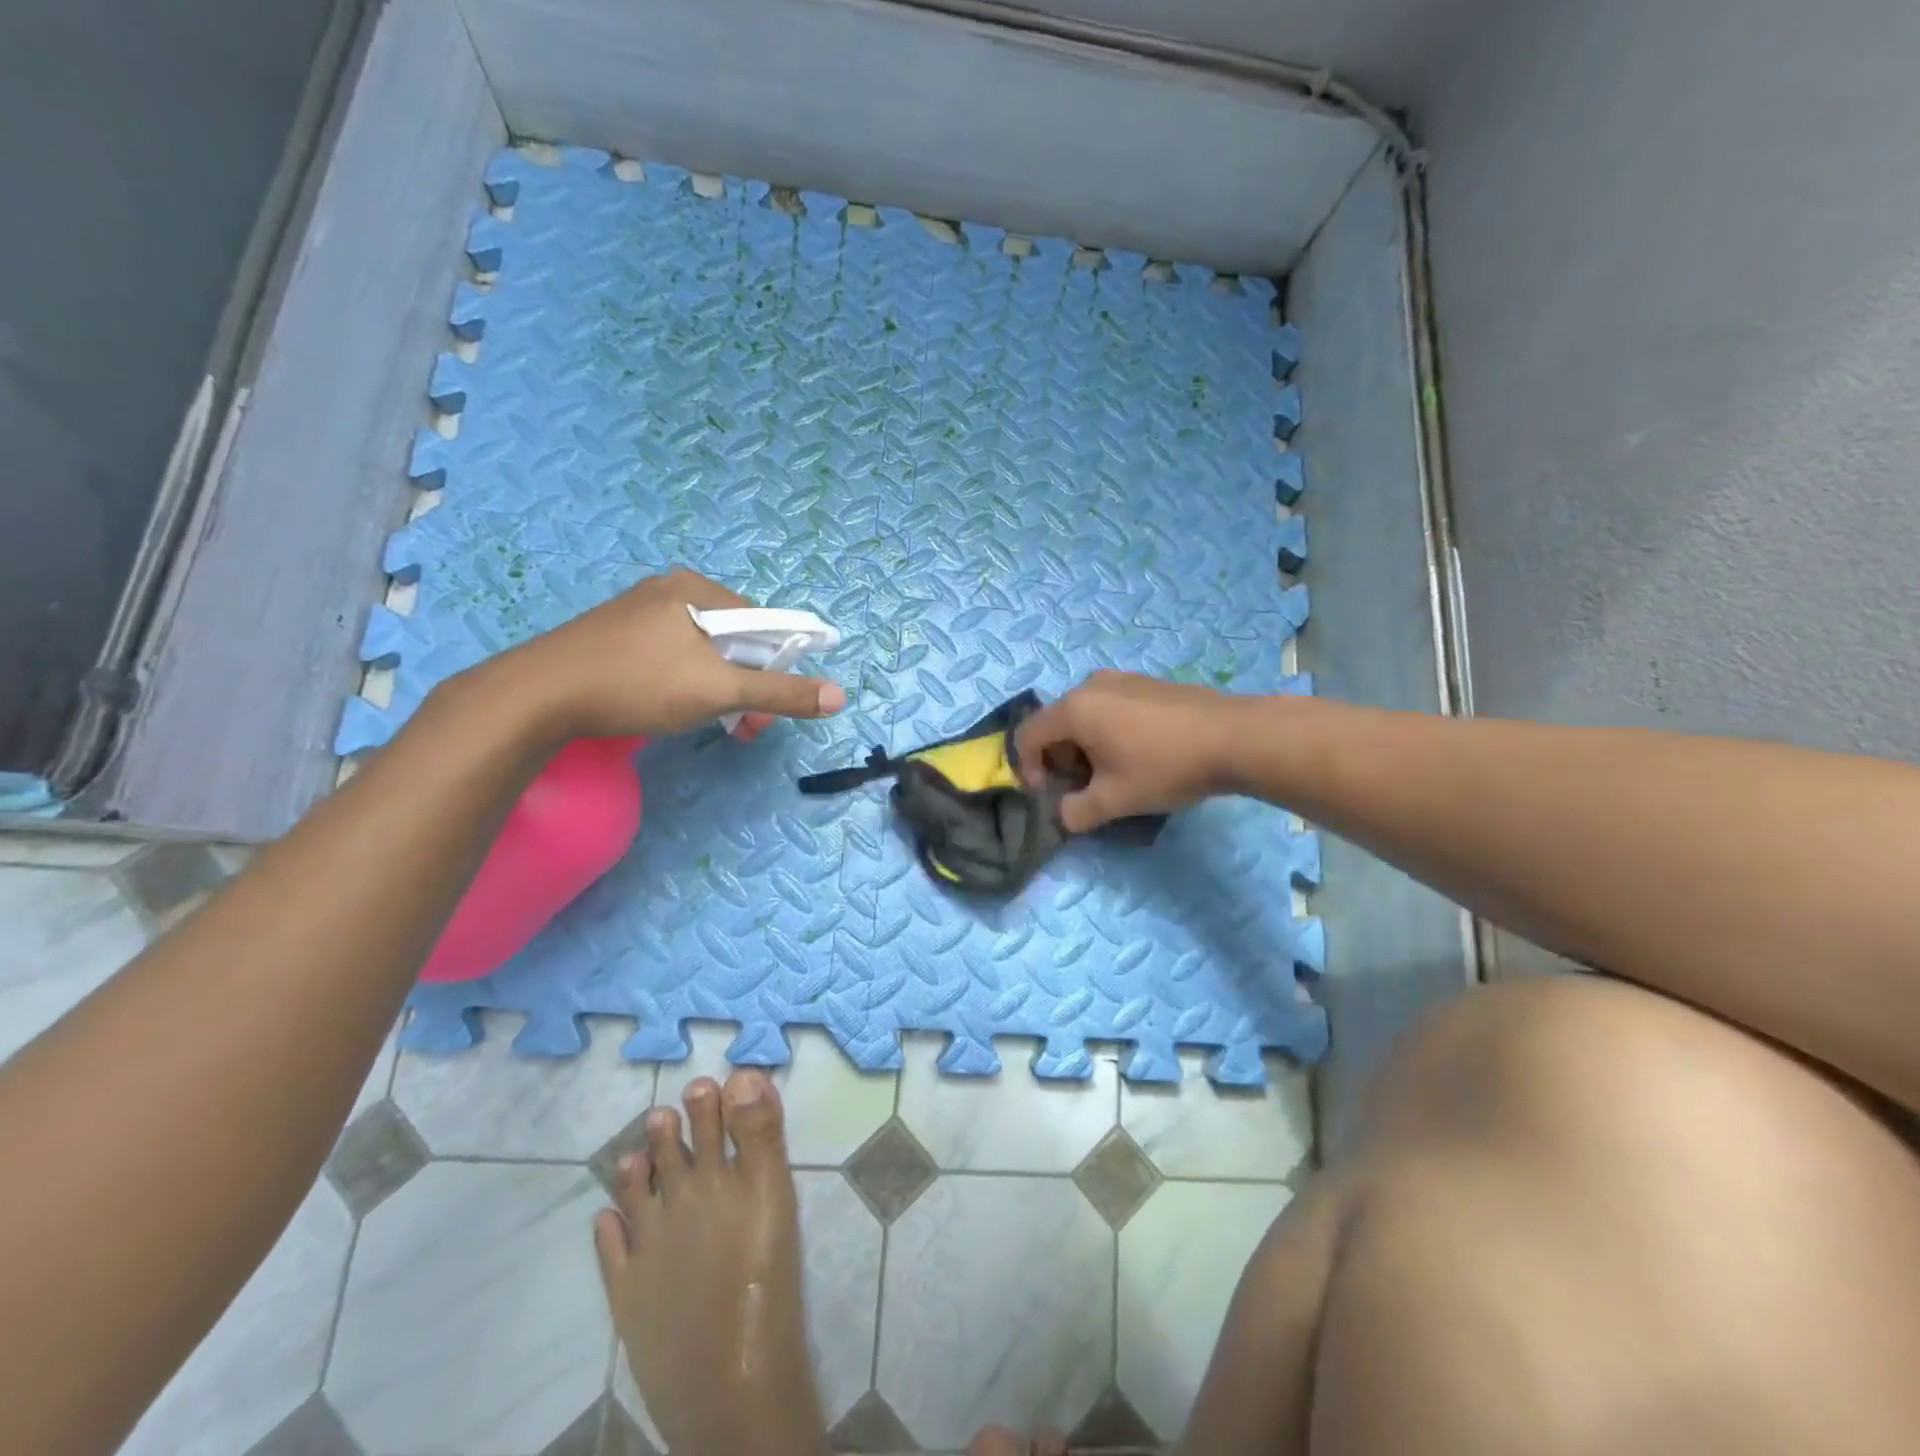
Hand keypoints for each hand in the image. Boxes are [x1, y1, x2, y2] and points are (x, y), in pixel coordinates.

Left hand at [486, 569, 844, 739]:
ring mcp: (639, 613)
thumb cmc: (639, 683)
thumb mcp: (719, 690)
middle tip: (746, 727)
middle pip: (733, 639)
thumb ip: (781, 692)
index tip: (771, 706)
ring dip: (720, 690)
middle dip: (748, 685)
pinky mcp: (616, 636)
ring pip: (701, 652)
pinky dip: (687, 684)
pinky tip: (675, 709)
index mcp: (697, 590)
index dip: (777, 666)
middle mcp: (670, 592)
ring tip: (717, 727)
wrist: (537, 696)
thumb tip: (839, 696)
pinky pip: (671, 656)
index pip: (762, 623)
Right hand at [1015, 671, 1244, 831]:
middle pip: (1055, 725)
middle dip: (1061, 761)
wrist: (1236, 737)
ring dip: (1086, 749)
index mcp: (1074, 709)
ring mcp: (1122, 679)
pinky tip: (1142, 755)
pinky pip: (1110, 708)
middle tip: (1087, 789)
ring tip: (1116, 774)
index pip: (1026, 737)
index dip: (1028, 771)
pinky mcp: (1147, 683)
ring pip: (1084, 717)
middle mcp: (1091, 685)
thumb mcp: (1114, 801)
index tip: (1054, 796)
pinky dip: (1109, 733)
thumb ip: (1075, 812)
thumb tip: (1063, 814)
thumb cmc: (1165, 767)